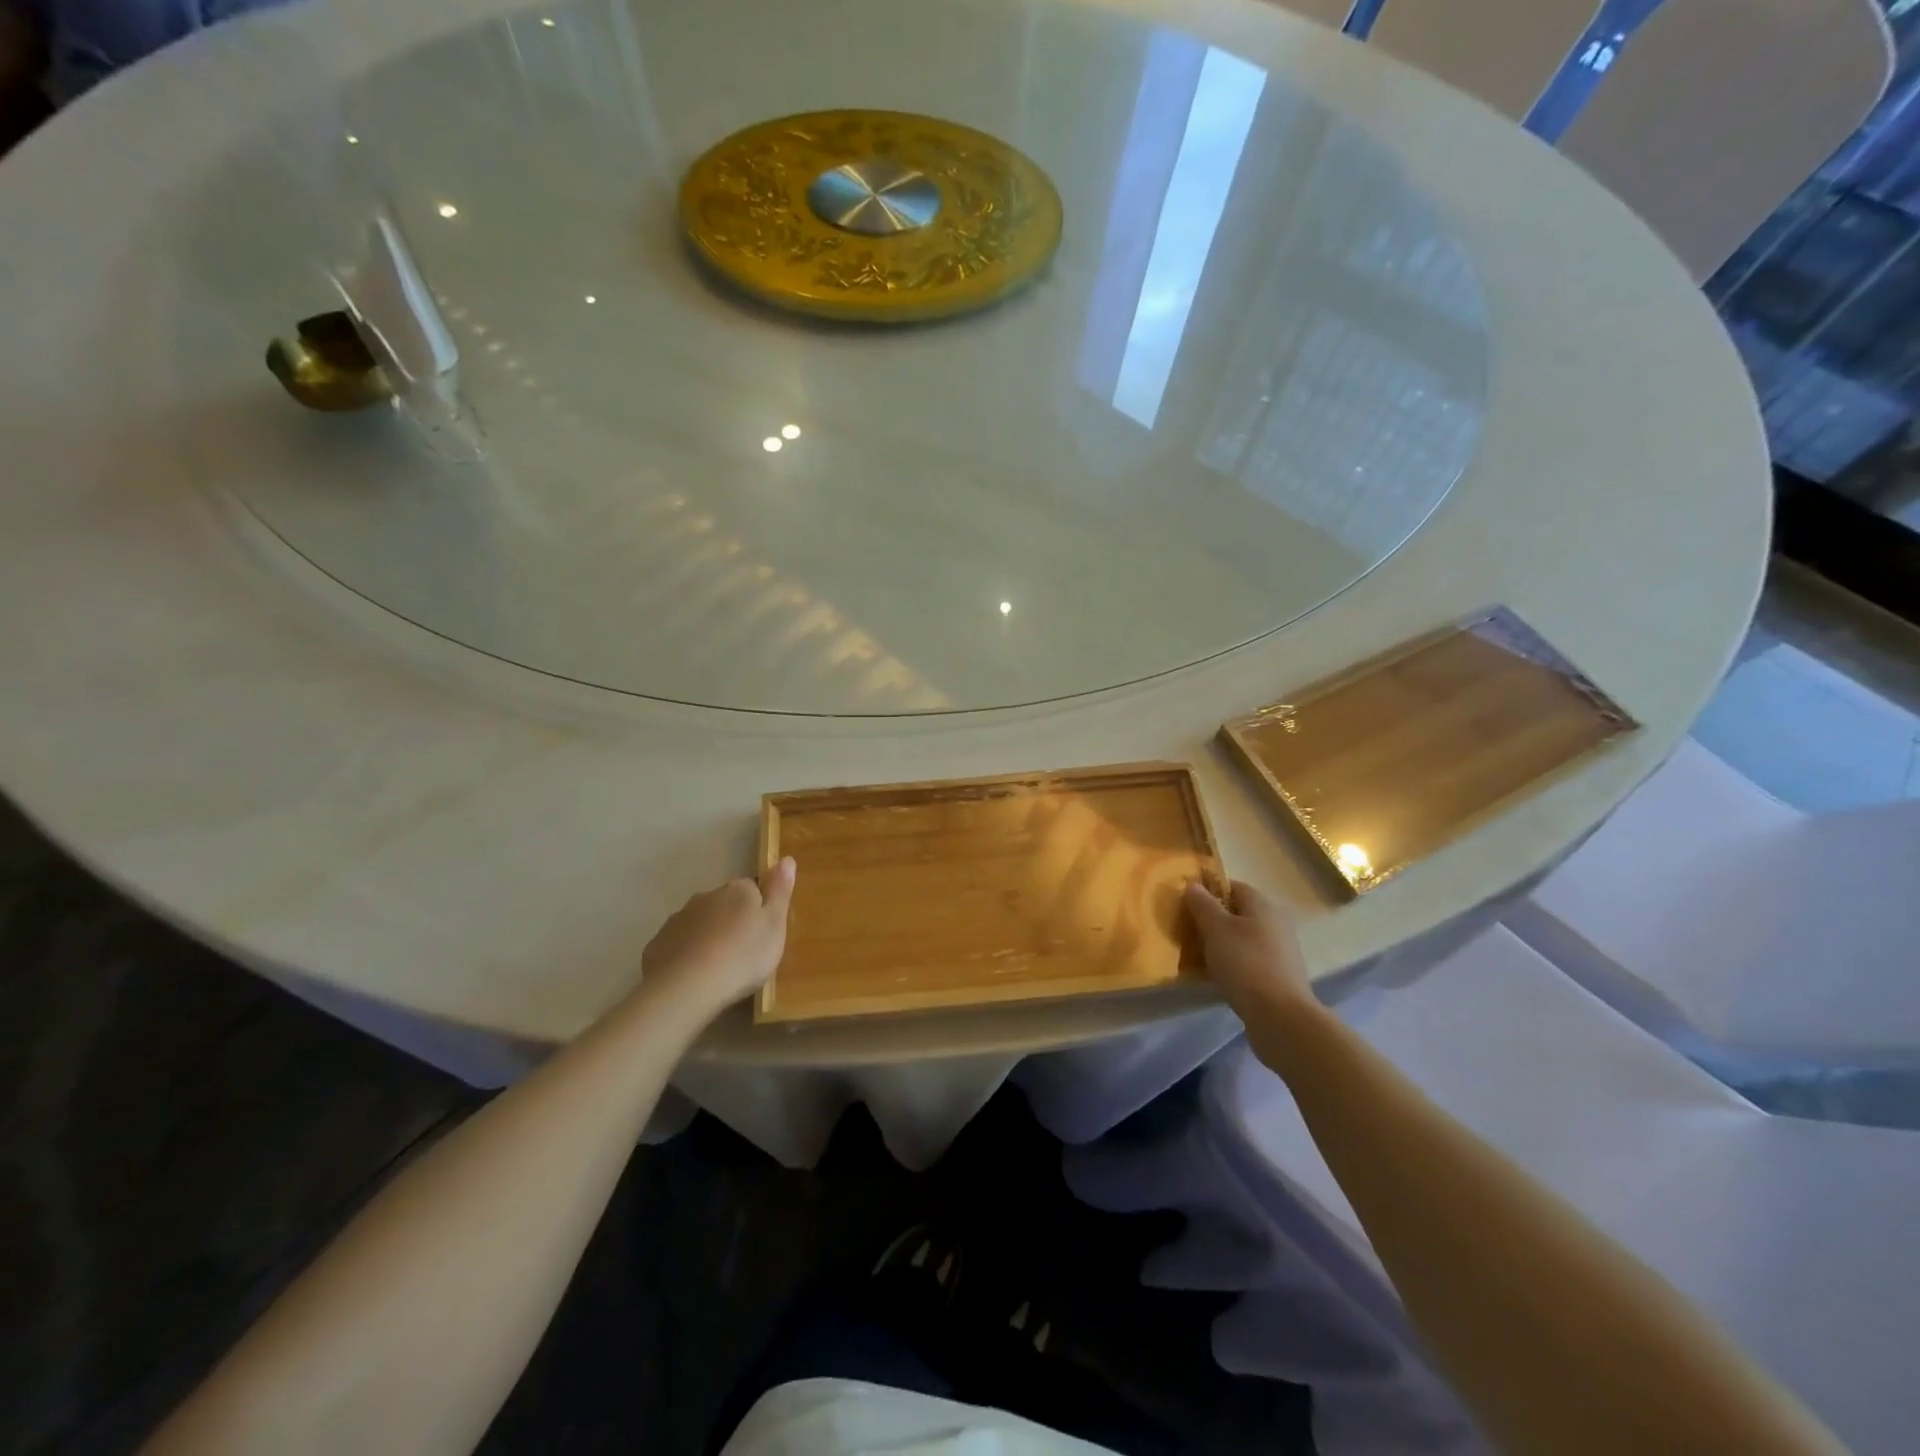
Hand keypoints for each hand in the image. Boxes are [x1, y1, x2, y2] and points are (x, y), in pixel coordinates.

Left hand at [639, 858, 796, 1019]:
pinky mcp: (657, 945)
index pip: (752, 889)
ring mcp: (678, 919)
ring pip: (699, 924)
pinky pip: (677, 946)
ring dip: (707, 938)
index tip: (763, 934)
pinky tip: (693, 978)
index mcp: (737, 891)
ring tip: (717, 969)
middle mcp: (706, 897)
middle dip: (731, 923)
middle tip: (742, 954)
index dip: (758, 910)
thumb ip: (780, 891)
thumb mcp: (775, 924)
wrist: (688, 987)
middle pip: (723, 905)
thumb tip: (786, 859)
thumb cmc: (743, 955)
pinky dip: (685, 956)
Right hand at [1184, 879, 1314, 1019]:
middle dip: (1213, 920)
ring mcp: (1281, 950)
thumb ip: (1202, 904)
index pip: (1232, 886)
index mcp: (1263, 905)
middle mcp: (1276, 922)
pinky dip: (1233, 964)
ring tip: (1199, 957)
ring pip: (1243, 938)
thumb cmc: (1245, 963)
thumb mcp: (1216, 929)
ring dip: (1222, 944)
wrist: (1281, 1016)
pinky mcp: (1280, 975)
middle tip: (1189, 932)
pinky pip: (1250, 960)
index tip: (1187, 906)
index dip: (1208, 892)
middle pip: (1238, 913)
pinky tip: (1218, 977)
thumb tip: (1193, 884)